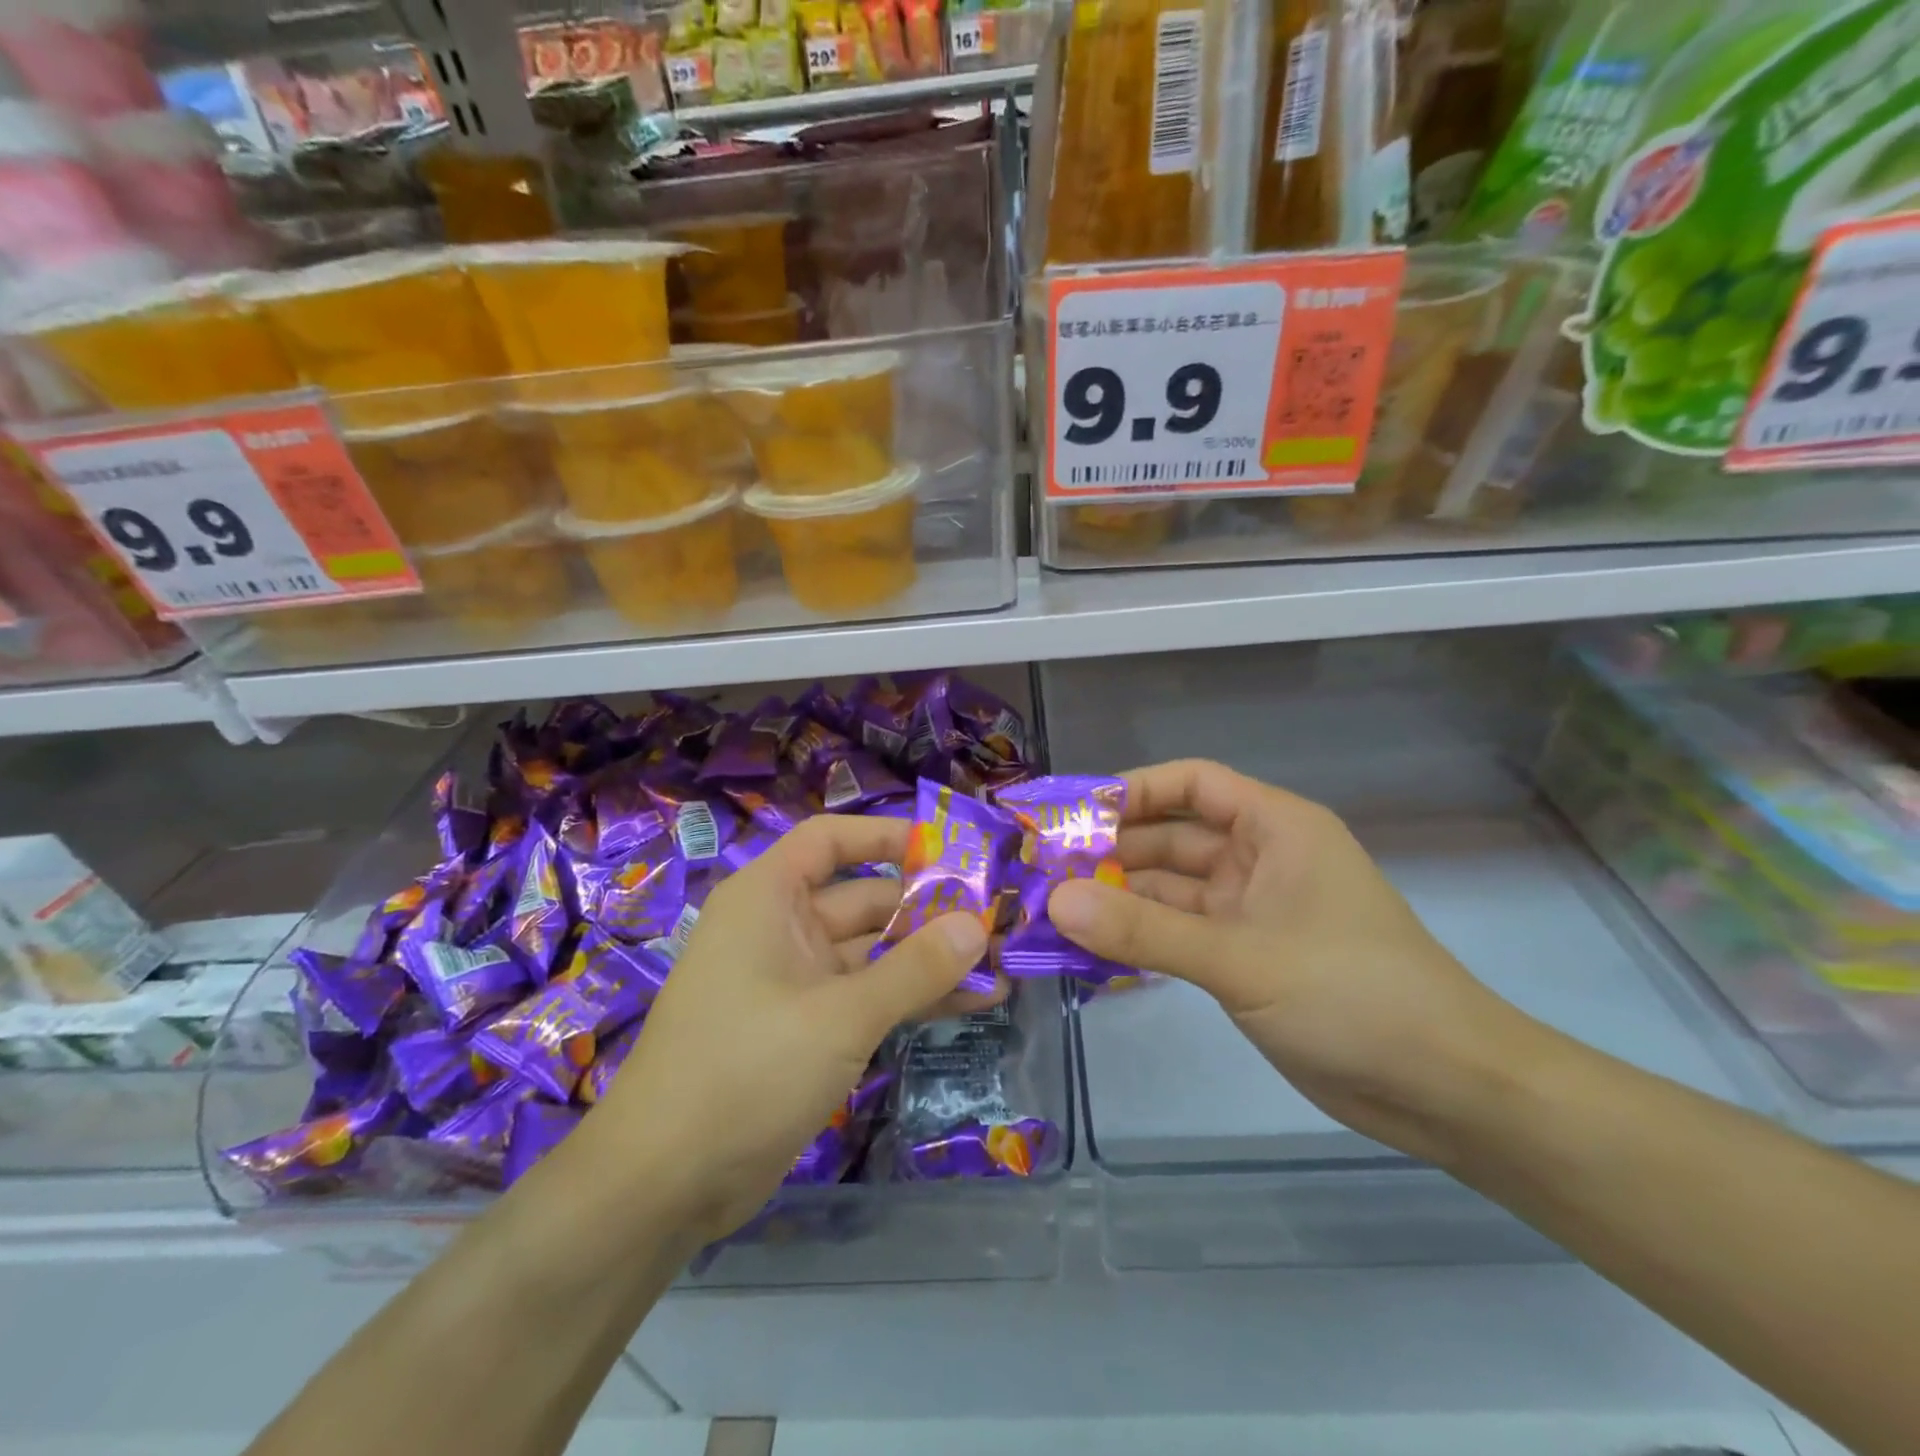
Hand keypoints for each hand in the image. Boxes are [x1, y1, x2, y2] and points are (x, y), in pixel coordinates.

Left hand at [591, 815, 997, 1242]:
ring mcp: (795, 982)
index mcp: (768, 898)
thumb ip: (914, 969)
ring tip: (1001, 966)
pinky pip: (868, 997)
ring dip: (931, 961)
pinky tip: (972, 1004)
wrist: (663, 1184)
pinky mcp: (807, 1030)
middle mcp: (781, 929)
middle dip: (930, 912)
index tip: (948, 851)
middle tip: (999, 922)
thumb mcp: (840, 1015)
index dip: (887, 837)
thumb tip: (977, 926)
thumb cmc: (745, 1070)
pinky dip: (912, 999)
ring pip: (874, 955)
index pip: (831, 841)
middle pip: (866, 900)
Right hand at [1049, 760, 1517, 1160]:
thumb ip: (1146, 930)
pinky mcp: (1246, 959)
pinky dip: (1140, 940)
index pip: (1191, 784)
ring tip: (1051, 914)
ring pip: (1170, 891)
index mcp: (1274, 828)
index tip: (1069, 814)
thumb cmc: (1354, 995)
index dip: (1131, 791)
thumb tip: (1056, 900)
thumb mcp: (1241, 958)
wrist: (1447, 1090)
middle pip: (1171, 839)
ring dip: (1119, 901)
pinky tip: (1091, 953)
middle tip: (1042, 873)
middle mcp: (1260, 859)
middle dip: (1110, 853)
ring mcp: (1252, 912)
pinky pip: (1179, 935)